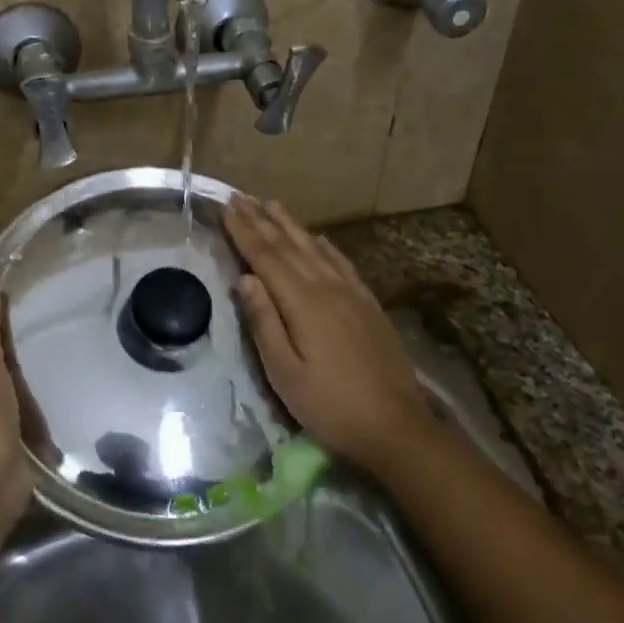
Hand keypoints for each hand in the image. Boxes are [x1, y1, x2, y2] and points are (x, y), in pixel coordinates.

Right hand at [224, 197, 432, 475]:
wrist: (397, 426)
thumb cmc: (332, 406)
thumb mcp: (285, 374)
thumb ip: (264, 322)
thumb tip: (245, 279)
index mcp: (303, 303)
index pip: (265, 257)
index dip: (244, 232)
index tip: (226, 207)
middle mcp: (327, 287)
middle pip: (288, 246)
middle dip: (261, 220)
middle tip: (240, 196)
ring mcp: (351, 293)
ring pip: (314, 248)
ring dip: (290, 225)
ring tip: (271, 205)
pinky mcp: (368, 304)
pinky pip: (341, 263)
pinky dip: (324, 245)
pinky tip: (318, 238)